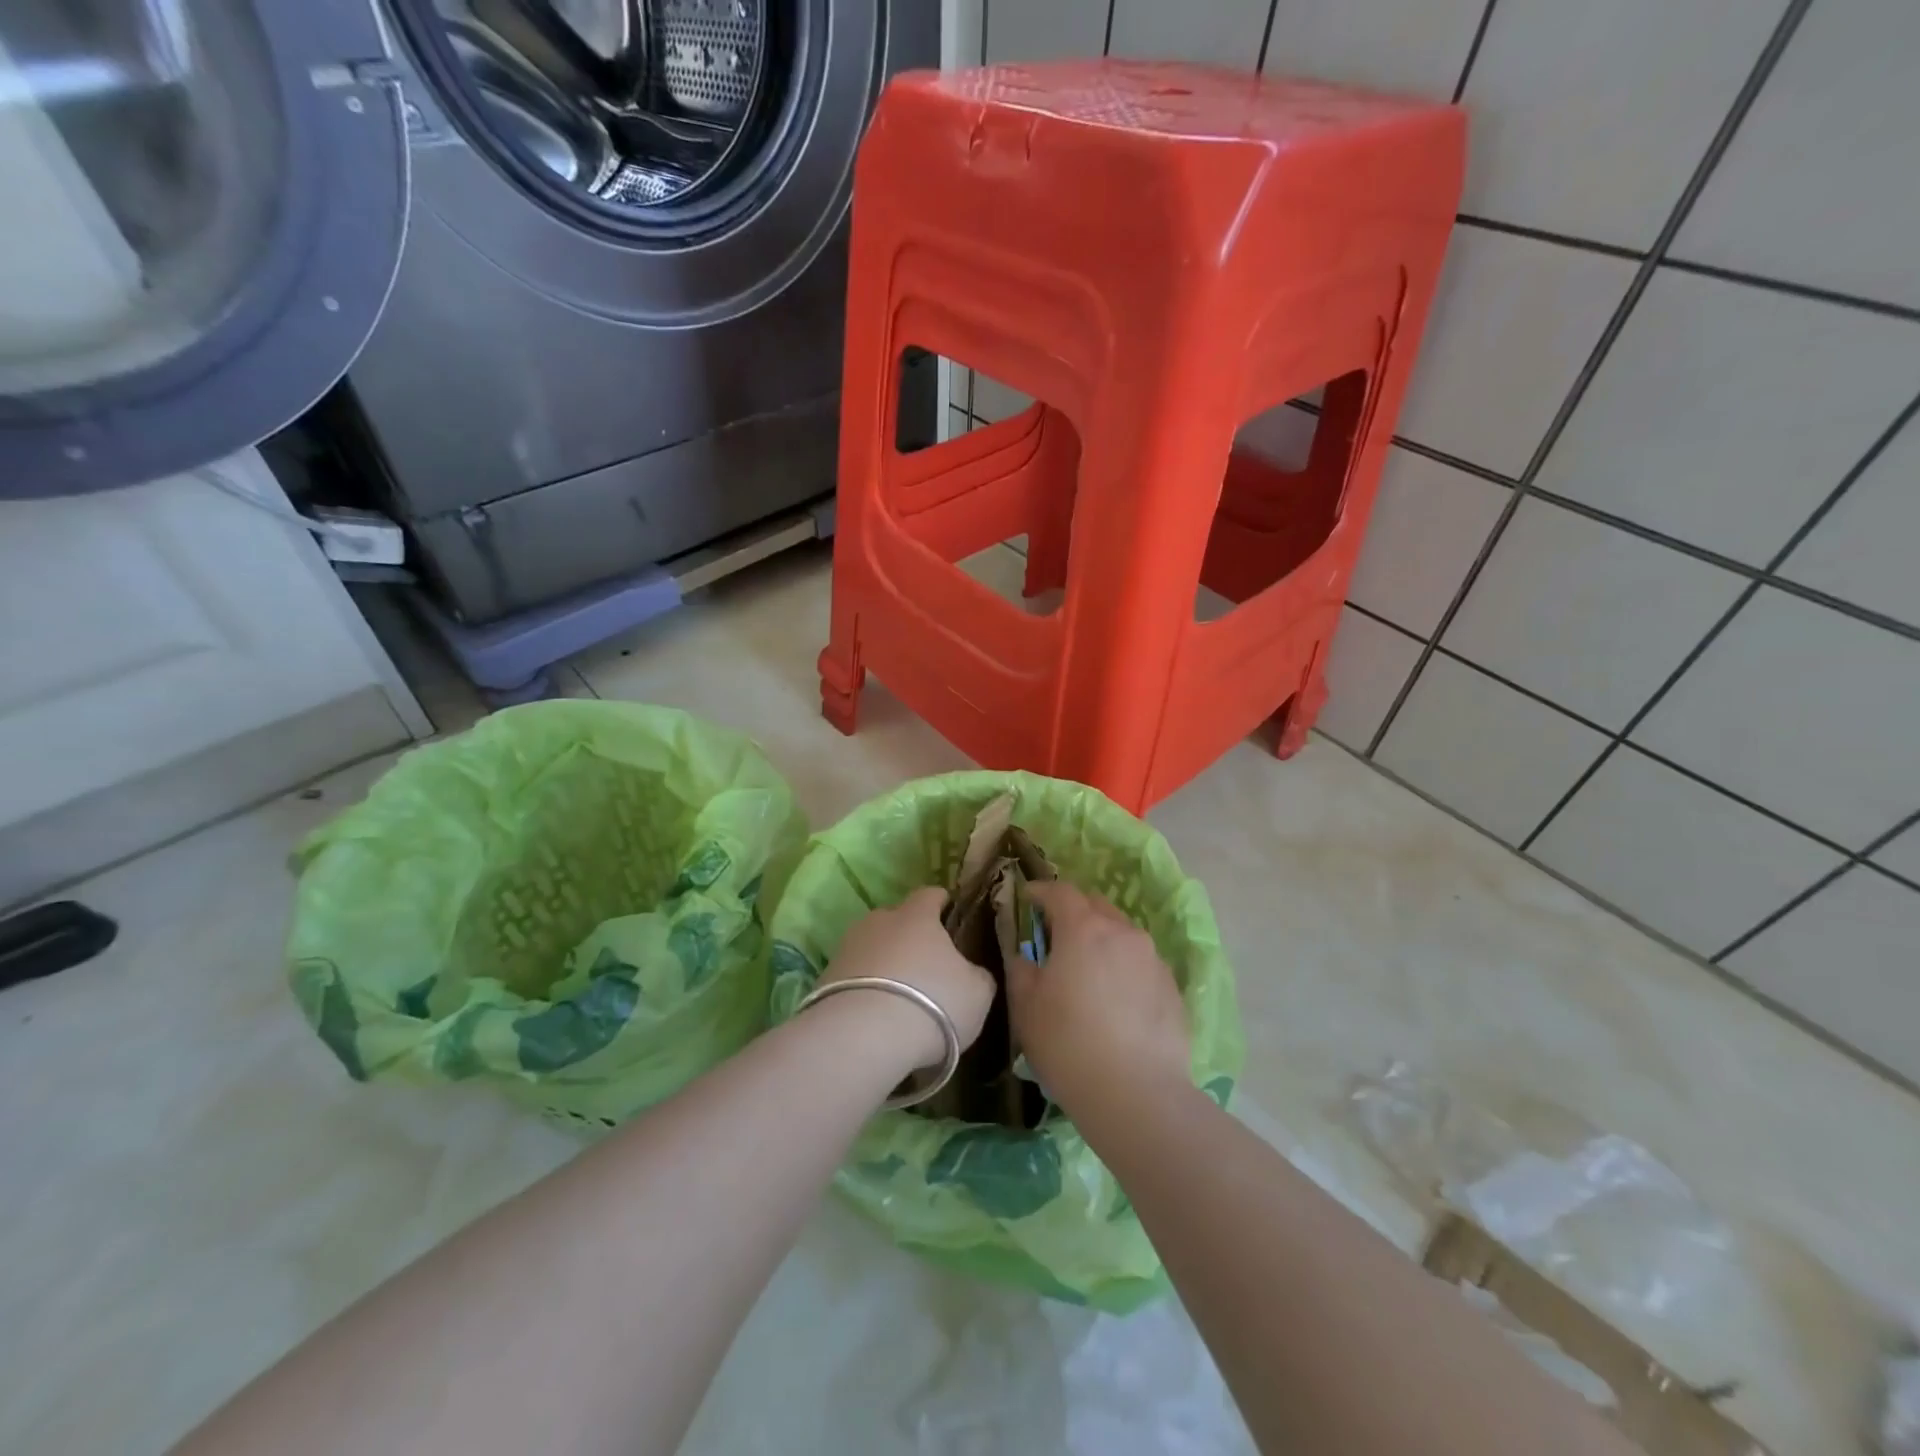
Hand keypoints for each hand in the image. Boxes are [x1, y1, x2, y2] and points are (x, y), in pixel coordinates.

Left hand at [818, 887, 996, 1074]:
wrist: (864, 1036)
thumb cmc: (934, 1002)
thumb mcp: (977, 992)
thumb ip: (977, 974)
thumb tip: (971, 972)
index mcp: (917, 915)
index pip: (930, 894)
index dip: (941, 903)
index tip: (949, 914)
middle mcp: (878, 921)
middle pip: (896, 920)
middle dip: (909, 937)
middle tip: (925, 967)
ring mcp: (847, 947)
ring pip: (872, 948)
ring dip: (884, 965)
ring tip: (897, 997)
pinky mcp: (824, 978)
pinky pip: (852, 977)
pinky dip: (864, 991)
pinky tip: (874, 1017)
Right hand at [1007, 882, 1189, 1112]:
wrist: (1137, 1094)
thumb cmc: (1068, 1044)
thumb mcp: (1026, 1007)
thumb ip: (1021, 970)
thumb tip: (1026, 957)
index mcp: (1083, 929)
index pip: (1061, 892)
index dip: (1041, 892)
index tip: (1028, 898)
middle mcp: (1123, 932)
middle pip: (1097, 906)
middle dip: (1075, 912)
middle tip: (1057, 935)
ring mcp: (1153, 959)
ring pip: (1123, 934)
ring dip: (1103, 940)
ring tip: (1090, 970)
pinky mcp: (1172, 988)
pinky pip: (1142, 963)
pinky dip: (1125, 968)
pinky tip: (1117, 1000)